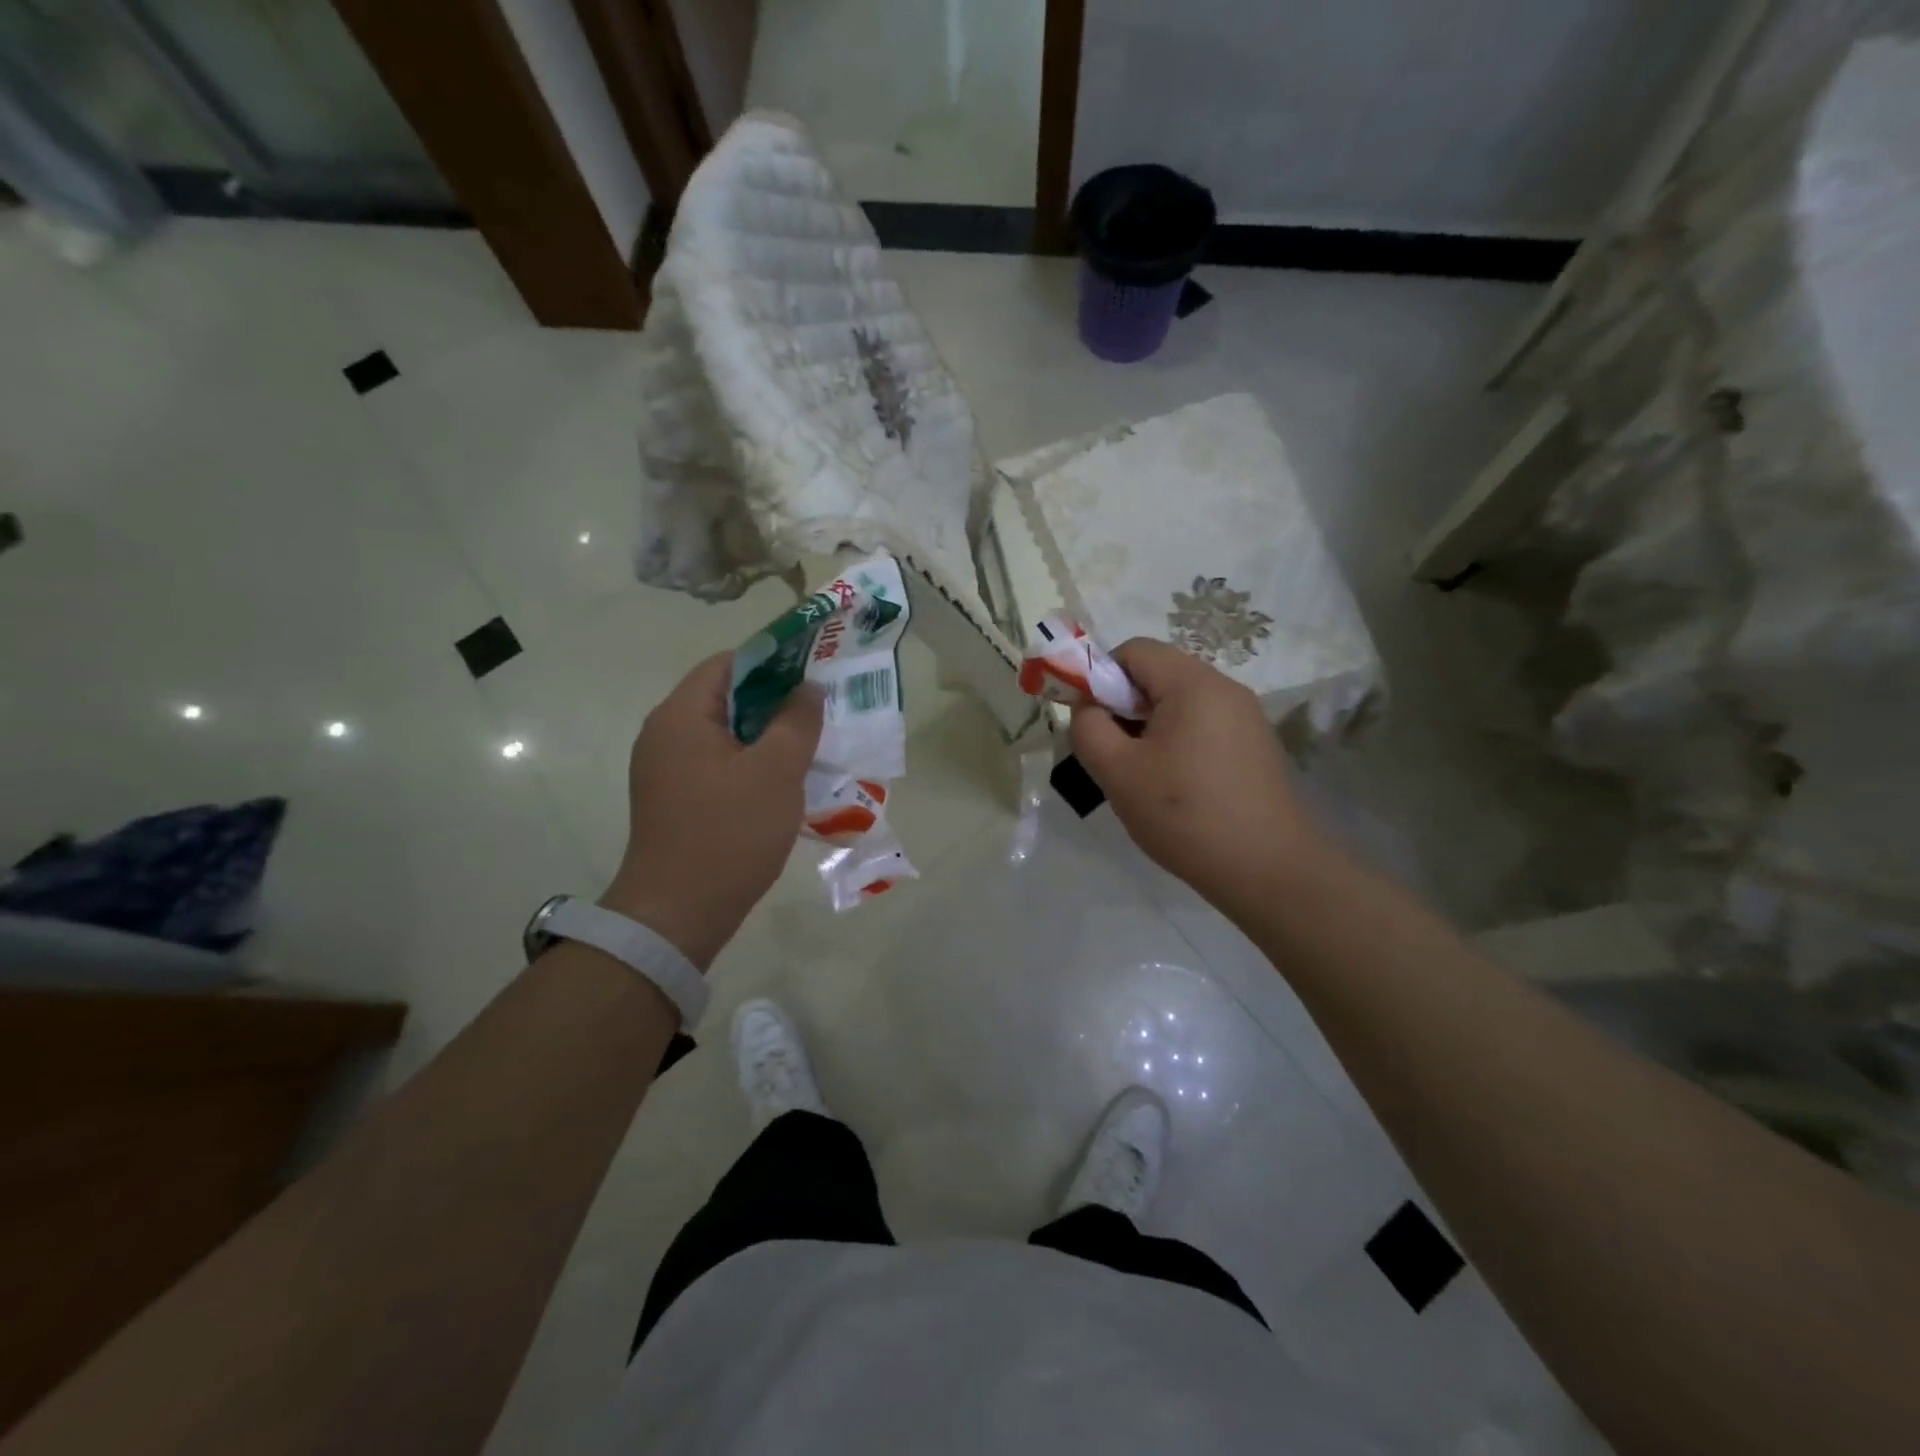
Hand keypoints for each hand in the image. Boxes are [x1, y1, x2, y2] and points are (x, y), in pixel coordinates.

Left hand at [600, 653, 821, 968]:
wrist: (678, 914)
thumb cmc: (729, 832)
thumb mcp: (776, 771)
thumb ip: (797, 721)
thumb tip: (809, 688)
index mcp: (681, 716)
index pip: (727, 664)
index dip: (773, 661)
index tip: (814, 673)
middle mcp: (665, 734)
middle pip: (725, 698)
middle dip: (775, 700)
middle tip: (820, 711)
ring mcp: (666, 770)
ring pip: (725, 735)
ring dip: (766, 735)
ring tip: (810, 745)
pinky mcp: (675, 800)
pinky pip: (718, 765)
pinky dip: (751, 763)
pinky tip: (784, 782)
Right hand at [1070, 639, 1326, 911]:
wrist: (1268, 870)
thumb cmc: (1185, 815)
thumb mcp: (1117, 772)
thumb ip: (1088, 728)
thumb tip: (1087, 707)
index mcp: (1193, 683)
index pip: (1134, 650)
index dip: (1100, 677)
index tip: (1092, 722)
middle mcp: (1225, 688)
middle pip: (1158, 674)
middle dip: (1124, 706)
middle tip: (1114, 754)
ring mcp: (1246, 717)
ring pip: (1180, 703)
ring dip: (1150, 728)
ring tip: (1143, 776)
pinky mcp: (1256, 745)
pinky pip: (1204, 726)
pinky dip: (1178, 743)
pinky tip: (1177, 788)